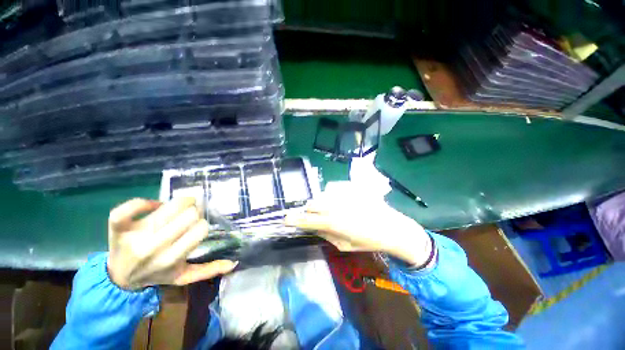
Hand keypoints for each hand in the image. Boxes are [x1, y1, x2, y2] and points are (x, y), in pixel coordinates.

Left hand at [107, 197, 236, 289]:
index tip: (198, 227)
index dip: (203, 225)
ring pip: (167, 207)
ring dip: (181, 202)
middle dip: (194, 213)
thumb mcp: (183, 276)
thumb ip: (208, 270)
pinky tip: (155, 204)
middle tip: (191, 216)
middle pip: (188, 215)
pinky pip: (130, 207)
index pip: (201, 230)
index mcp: (171, 259)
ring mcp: (134, 236)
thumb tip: (234, 262)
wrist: (119, 278)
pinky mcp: (117, 227)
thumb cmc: (156, 274)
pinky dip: (144, 202)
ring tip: (183, 205)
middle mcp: (153, 248)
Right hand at [285, 182, 431, 266]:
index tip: (286, 218)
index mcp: (333, 222)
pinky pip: (334, 187)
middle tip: (316, 216)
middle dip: (309, 210)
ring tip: (332, 208)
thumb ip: (325, 234)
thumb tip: (312, 227)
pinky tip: (342, 200)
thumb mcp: (344, 245)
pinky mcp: (351, 186)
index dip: (294, 219)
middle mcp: (335, 205)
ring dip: (322, 202)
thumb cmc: (369, 241)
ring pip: (322, 194)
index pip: (307, 219)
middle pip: (311, 203)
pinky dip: (333, 194)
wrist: (392, 227)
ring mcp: (344, 193)